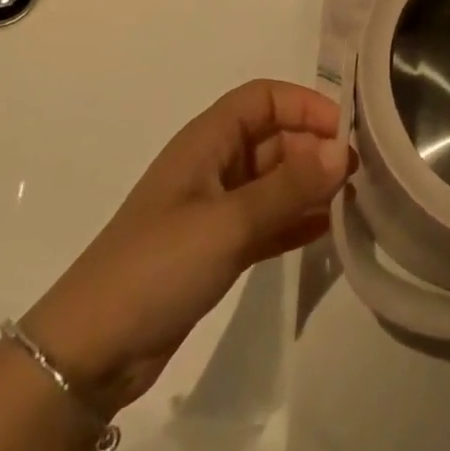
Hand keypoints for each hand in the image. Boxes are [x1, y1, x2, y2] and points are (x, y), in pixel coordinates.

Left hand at [20, 81, 350, 411]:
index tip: (344, 131)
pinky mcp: (217, 248)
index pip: (264, 98)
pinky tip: (328, 230)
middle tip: (359, 174)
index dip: (304, 105)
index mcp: (208, 140)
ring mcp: (215, 208)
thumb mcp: (228, 222)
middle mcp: (214, 164)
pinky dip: (295, 221)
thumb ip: (288, 187)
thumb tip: (343, 152)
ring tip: (353, 200)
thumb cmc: (158, 264)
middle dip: (314, 148)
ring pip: (274, 181)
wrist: (90, 352)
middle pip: (274, 138)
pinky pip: (268, 220)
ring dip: (309, 186)